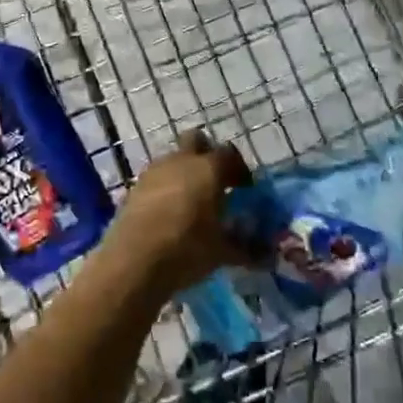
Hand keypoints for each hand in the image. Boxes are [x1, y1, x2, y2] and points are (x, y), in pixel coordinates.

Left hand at [105, 129, 252, 296]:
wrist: (134, 262)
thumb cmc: (187, 250)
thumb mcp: (223, 252)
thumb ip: (246, 248)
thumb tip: (268, 255)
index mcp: (209, 169)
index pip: (230, 154)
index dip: (239, 169)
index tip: (243, 189)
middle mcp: (181, 161)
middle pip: (197, 140)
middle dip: (207, 155)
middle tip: (215, 182)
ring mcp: (154, 171)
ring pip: (173, 158)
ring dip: (184, 171)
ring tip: (191, 202)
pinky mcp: (134, 187)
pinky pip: (156, 177)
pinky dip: (165, 187)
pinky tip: (168, 213)